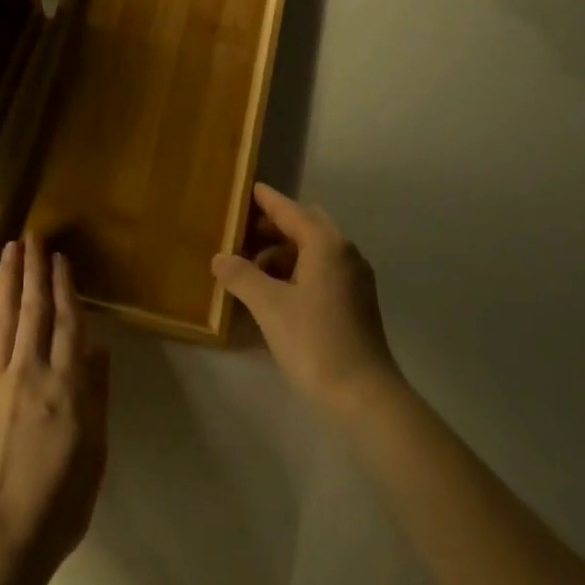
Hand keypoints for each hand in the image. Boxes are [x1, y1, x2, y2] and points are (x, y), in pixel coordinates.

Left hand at [0, 235, 109, 584]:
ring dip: (8, 282)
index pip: (68, 323)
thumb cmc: (59, 504)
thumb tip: (99, 349)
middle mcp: (31, 374)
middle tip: (31, 236)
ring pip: (5, 320)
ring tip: (10, 251)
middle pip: (34, 311)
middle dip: (33, 270)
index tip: (60, 258)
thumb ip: (97, 396)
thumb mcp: (95, 454)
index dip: (65, 287)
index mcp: (67, 388)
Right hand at [212, 183, 399, 416]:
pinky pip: (321, 270)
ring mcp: (354, 279)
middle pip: (305, 226)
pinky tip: (274, 290)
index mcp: (326, 245)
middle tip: (241, 233)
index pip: (291, 211)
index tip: (247, 189)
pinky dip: (296, 270)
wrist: (364, 396)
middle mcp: (344, 253)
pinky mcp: (355, 302)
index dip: (267, 200)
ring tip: (250, 268)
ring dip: (283, 251)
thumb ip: (241, 276)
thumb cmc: (315, 342)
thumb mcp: (269, 306)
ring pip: (314, 250)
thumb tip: (219, 258)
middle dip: (274, 226)